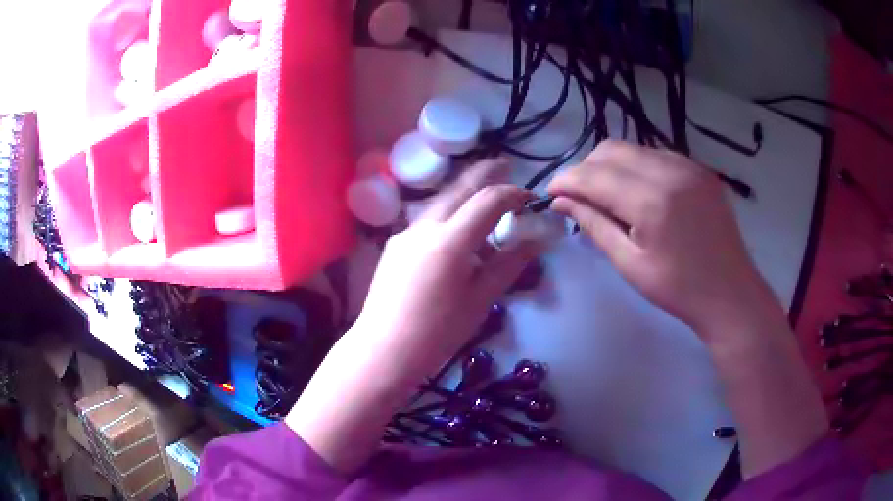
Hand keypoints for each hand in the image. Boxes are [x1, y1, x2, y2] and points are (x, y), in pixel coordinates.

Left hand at [356, 159, 541, 376]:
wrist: (383, 351)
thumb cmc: (437, 333)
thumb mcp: (481, 300)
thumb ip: (510, 264)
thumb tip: (539, 239)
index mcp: (450, 240)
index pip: (489, 200)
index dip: (514, 194)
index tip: (531, 200)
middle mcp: (424, 226)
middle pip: (459, 188)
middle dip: (485, 174)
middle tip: (505, 166)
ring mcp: (404, 234)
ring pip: (441, 204)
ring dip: (465, 199)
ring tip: (484, 214)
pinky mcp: (393, 246)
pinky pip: (426, 223)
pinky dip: (447, 220)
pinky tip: (454, 244)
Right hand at [547, 140, 778, 338]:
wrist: (731, 293)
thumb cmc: (678, 289)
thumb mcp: (630, 263)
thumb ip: (594, 225)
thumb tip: (561, 201)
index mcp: (651, 201)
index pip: (594, 175)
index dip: (567, 180)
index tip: (551, 193)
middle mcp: (670, 171)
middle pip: (612, 149)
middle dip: (587, 168)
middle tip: (580, 197)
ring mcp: (689, 166)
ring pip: (634, 148)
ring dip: (612, 166)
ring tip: (609, 196)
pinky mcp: (701, 169)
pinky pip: (657, 155)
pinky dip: (638, 167)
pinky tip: (640, 193)